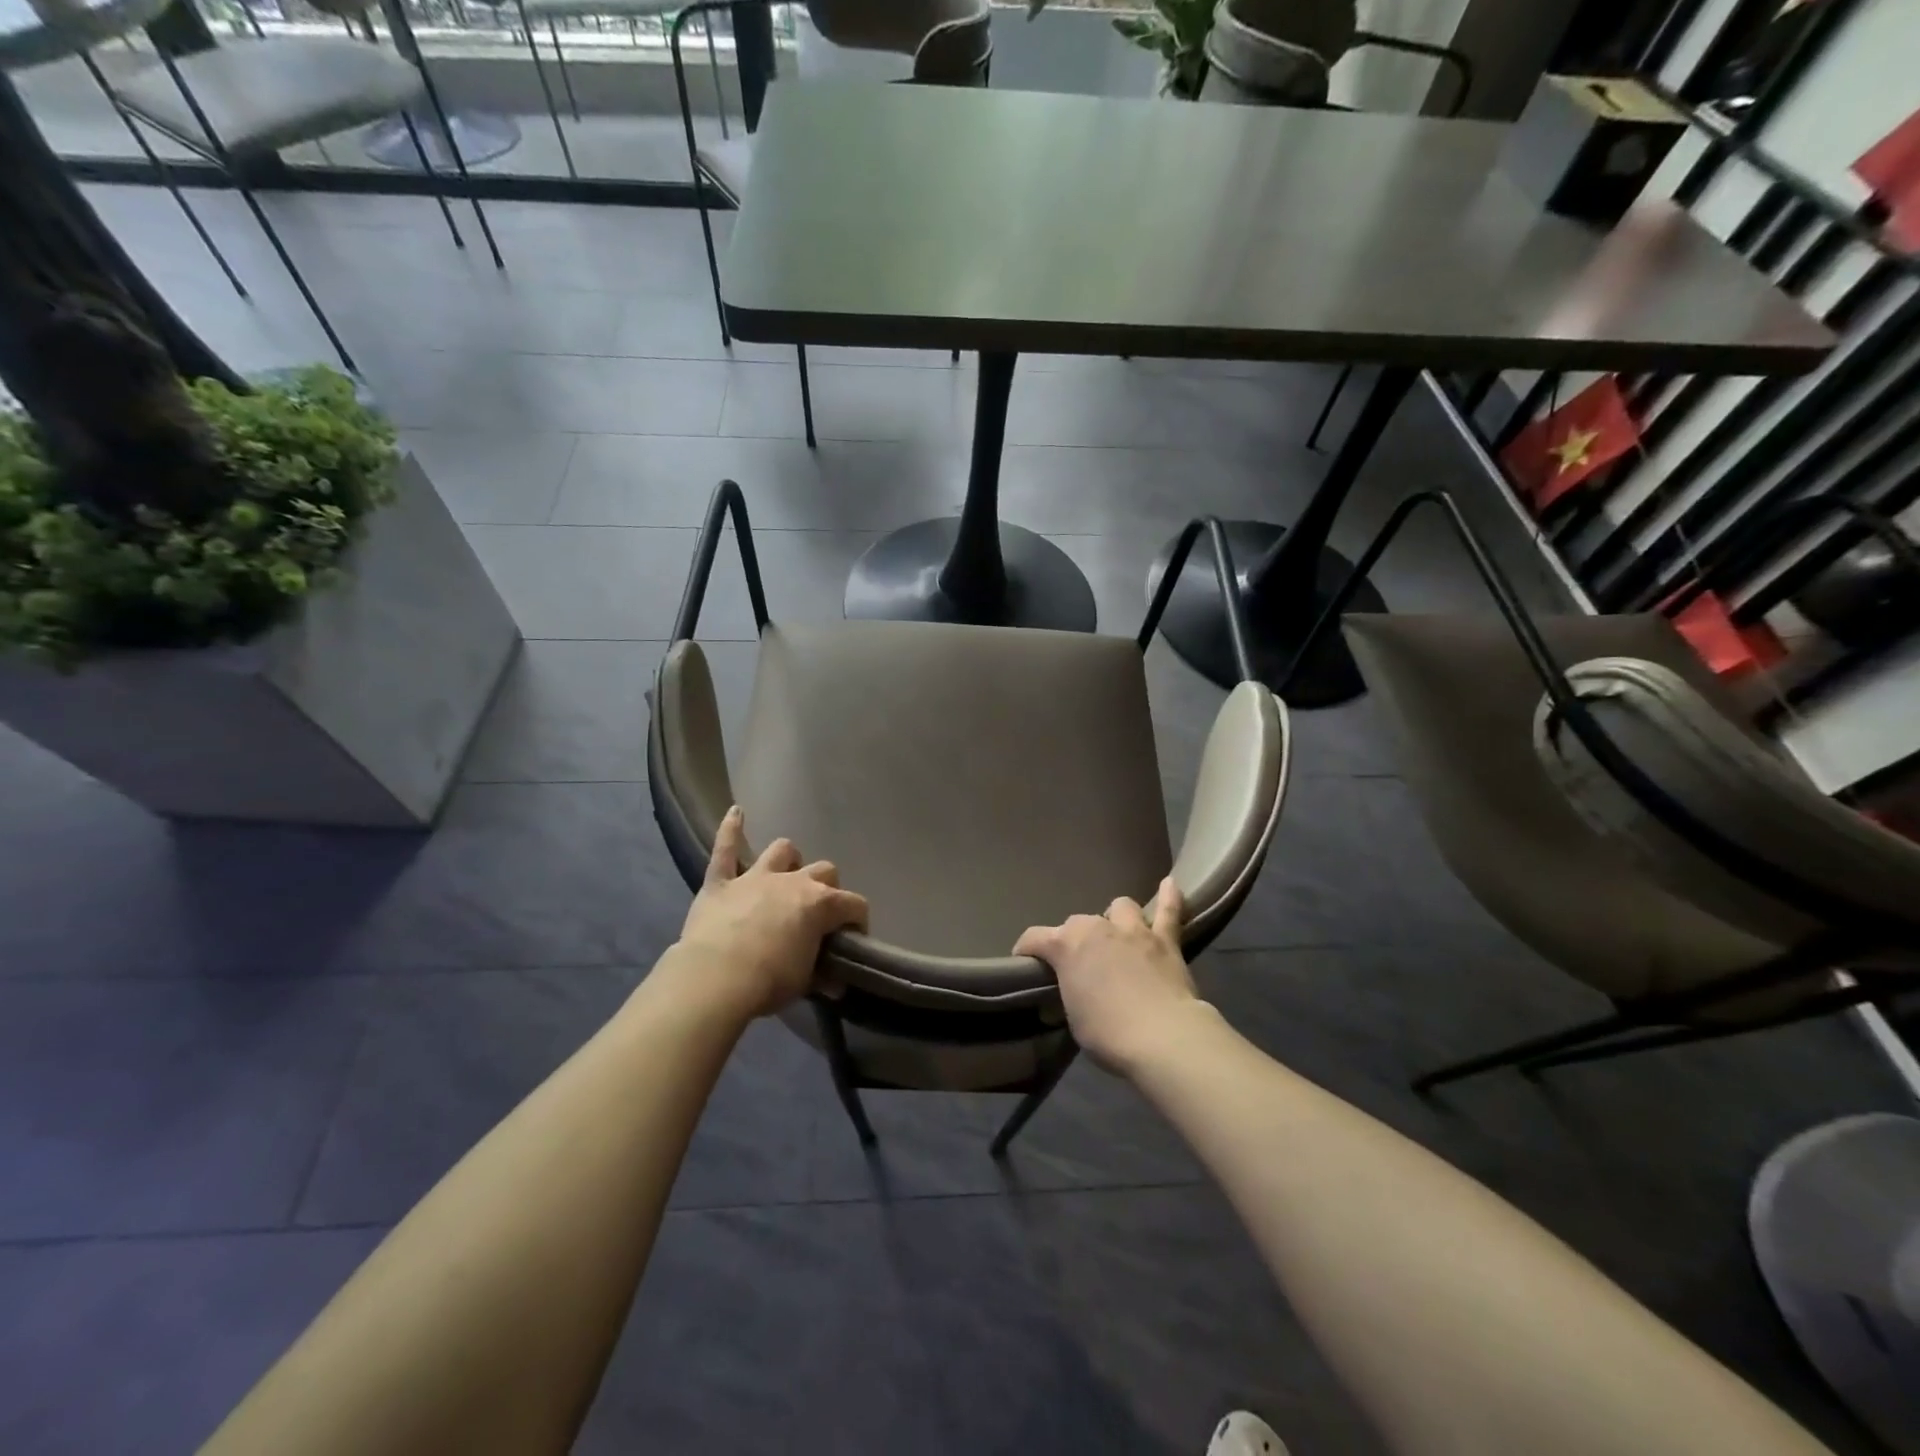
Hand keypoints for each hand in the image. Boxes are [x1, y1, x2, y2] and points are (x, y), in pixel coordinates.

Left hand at [674, 807, 868, 1019]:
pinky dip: (730, 829)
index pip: (854, 905)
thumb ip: (822, 975)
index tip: (852, 940)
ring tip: (786, 875)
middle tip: (818, 913)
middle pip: (824, 870)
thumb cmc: (769, 981)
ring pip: (782, 850)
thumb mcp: (804, 982)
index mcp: (821, 904)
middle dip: (827, 887)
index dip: (858, 921)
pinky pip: (725, 848)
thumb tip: (835, 982)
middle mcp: (794, 881)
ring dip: (788, 861)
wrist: (716, 978)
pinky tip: (735, 812)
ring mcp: (756, 877)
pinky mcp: (721, 882)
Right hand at [1013, 877, 1209, 1076]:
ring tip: (1117, 936)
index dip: (1026, 951)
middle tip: (1081, 965)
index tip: (1026, 964)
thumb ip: (1068, 996)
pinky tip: (1169, 885)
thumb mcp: (1073, 1019)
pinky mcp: (1165, 940)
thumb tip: (1063, 1000)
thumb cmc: (1107, 1033)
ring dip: (1115, 919)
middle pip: (1077, 923)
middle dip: (1075, 940)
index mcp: (1066, 946)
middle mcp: (1096, 928)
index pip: (1033, 938)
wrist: (1162, 1037)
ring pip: (1120, 907)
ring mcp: (1133, 930)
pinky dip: (1169, 898)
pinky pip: (1169, 911)